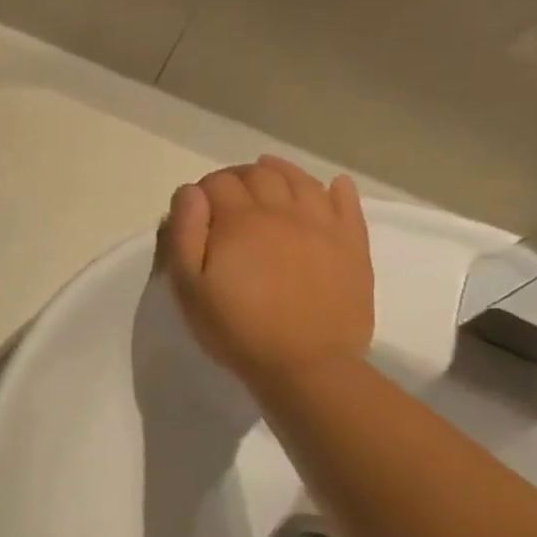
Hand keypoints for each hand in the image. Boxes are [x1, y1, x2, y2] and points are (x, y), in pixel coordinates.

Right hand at [159, 157, 374, 389]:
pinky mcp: (352, 244)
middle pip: (260, 175)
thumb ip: (184, 233)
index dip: (203, 189)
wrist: (305, 364)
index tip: (195, 207)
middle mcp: (283, 212)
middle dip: (239, 176)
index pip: (218, 183)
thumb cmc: (235, 327)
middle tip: (227, 194)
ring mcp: (323, 225)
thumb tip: (189, 192)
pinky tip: (329, 185)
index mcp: (239, 221)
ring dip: (281, 172)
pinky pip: (347, 202)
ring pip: (301, 180)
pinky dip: (335, 187)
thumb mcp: (189, 286)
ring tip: (267, 175)